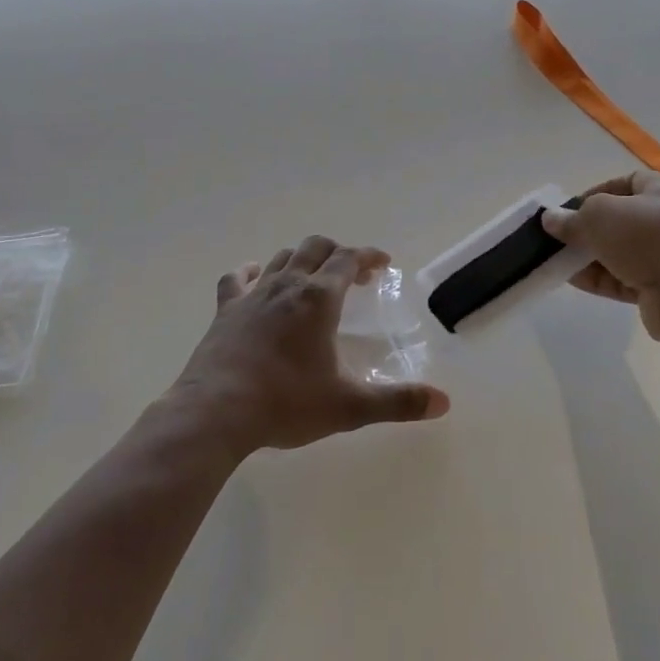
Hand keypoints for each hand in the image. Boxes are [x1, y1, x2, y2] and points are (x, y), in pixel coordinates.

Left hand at [167, 235, 449, 456]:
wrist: (215, 412)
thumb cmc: (286, 403)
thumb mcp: (348, 406)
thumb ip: (397, 402)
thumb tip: (443, 402)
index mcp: (318, 299)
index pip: (348, 259)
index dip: (368, 256)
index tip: (382, 264)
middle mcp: (286, 285)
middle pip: (315, 248)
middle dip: (337, 253)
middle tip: (352, 275)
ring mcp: (252, 295)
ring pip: (280, 258)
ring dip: (301, 259)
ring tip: (312, 278)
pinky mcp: (225, 310)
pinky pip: (238, 278)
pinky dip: (252, 272)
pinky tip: (256, 278)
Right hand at [541, 171, 659, 343]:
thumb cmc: (648, 237)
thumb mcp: (600, 216)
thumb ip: (573, 217)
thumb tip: (551, 219)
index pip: (629, 183)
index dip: (598, 192)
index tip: (571, 208)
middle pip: (624, 221)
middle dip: (591, 229)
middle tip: (562, 237)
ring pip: (624, 253)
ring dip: (592, 257)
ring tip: (561, 261)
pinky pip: (626, 280)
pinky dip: (602, 280)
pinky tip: (575, 281)